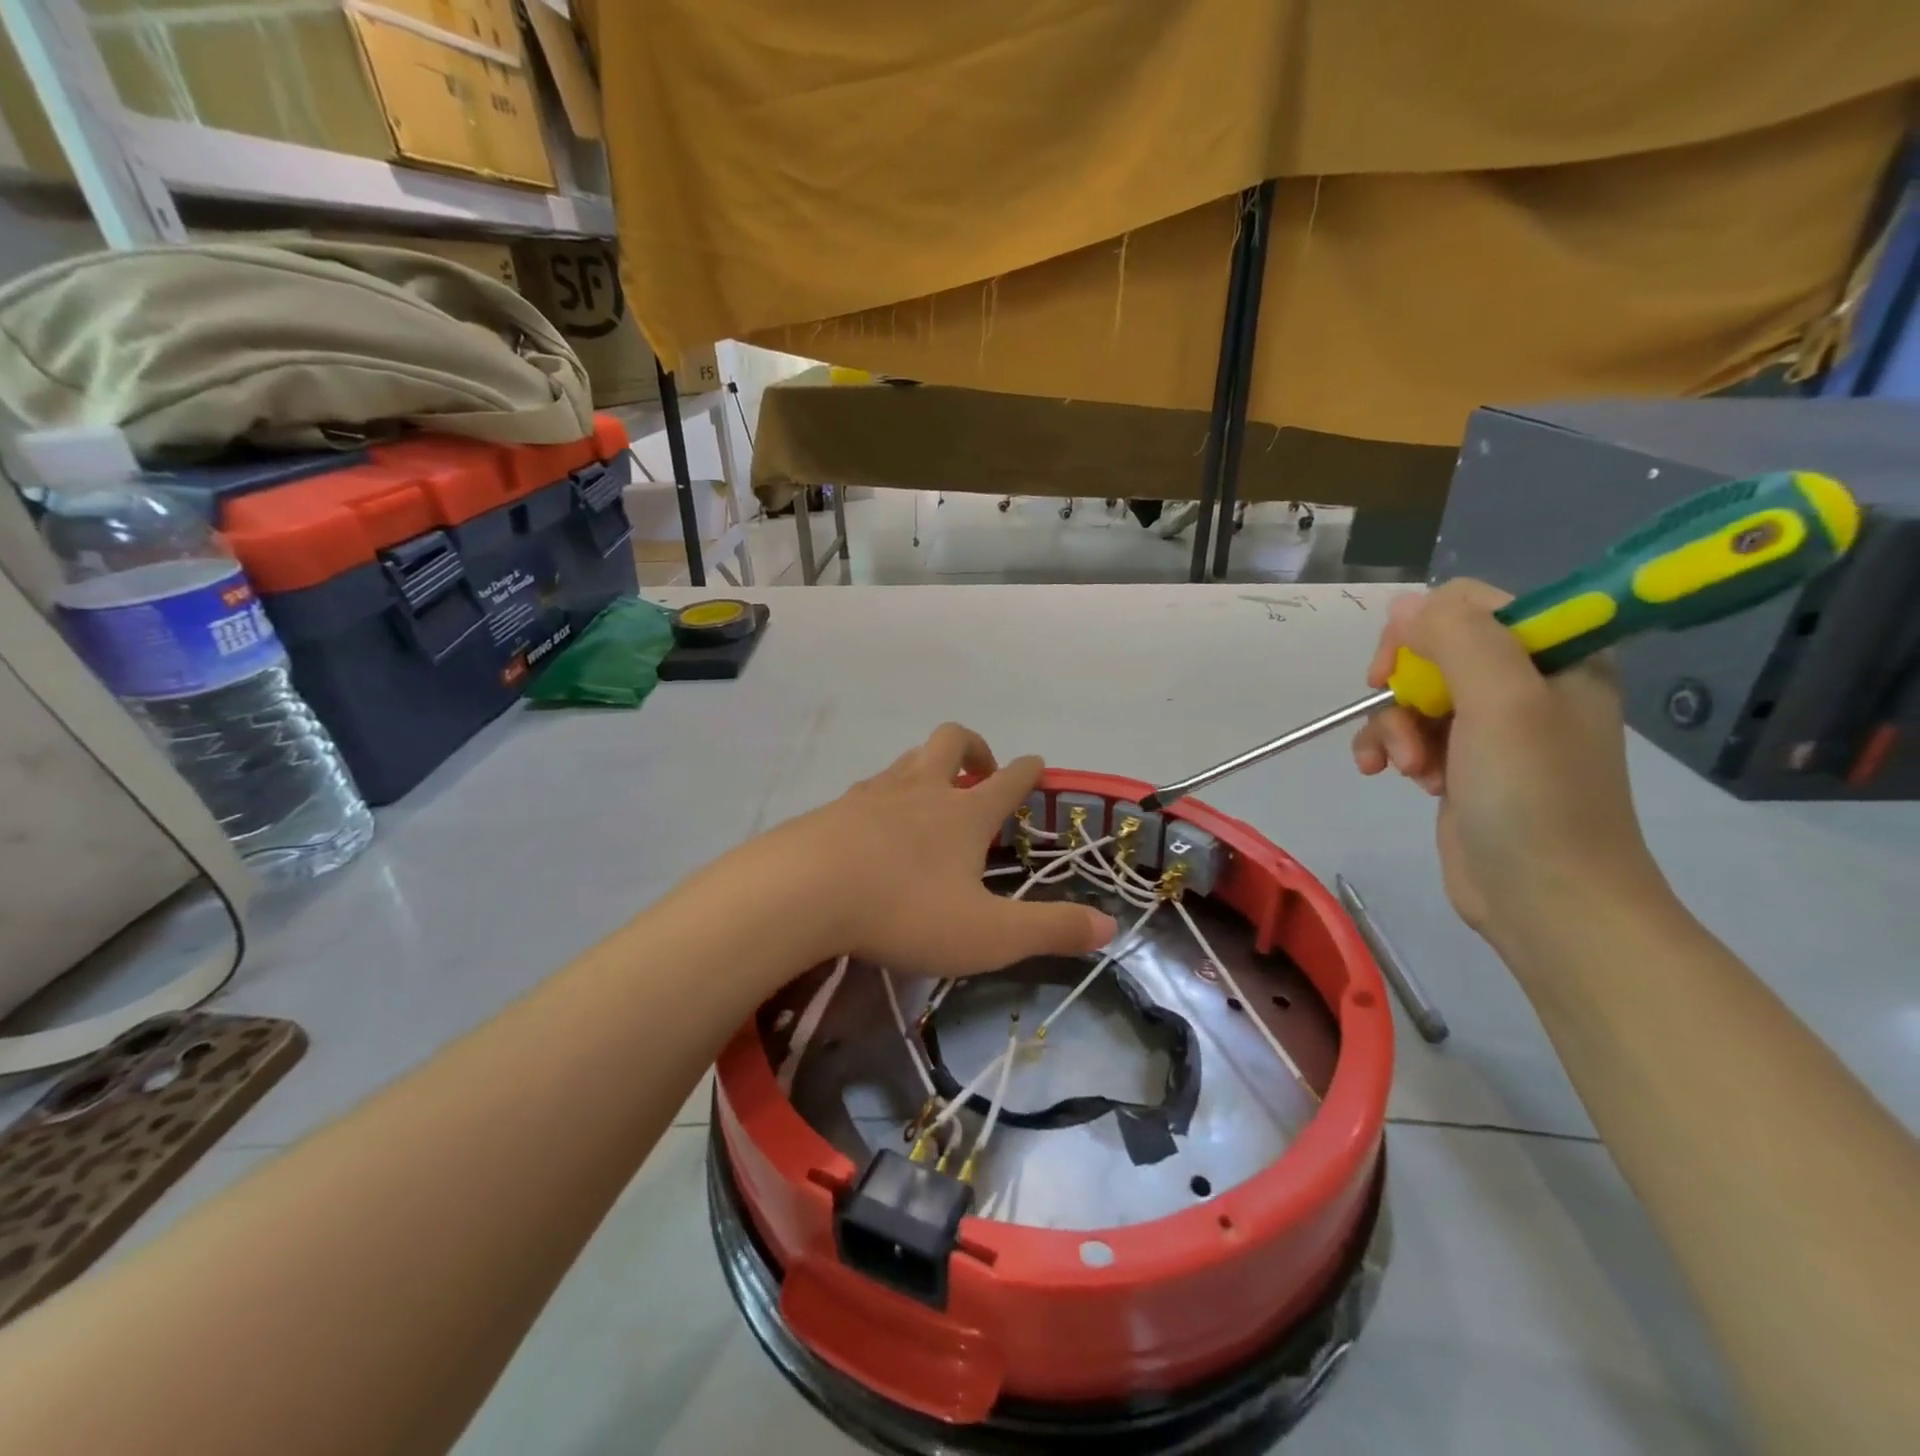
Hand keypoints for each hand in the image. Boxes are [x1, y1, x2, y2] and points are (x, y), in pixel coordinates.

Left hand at [753, 724, 1116, 976]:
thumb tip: (1110, 928)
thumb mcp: (988, 935)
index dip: (1029, 771)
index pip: (1009, 779)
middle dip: (974, 747)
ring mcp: (873, 794)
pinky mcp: (834, 809)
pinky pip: (869, 789)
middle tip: (981, 773)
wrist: (802, 892)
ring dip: (927, 769)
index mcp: (964, 813)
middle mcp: (921, 790)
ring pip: (908, 760)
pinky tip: (876, 829)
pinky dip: (884, 798)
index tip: (1037, 767)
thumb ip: (1050, 931)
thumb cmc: (904, 910)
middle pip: (952, 740)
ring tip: (930, 800)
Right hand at [1350, 581, 1666, 953]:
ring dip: (1393, 727)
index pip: (1470, 604)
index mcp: (1556, 654)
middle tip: (1394, 712)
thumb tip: (1404, 605)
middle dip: (1404, 686)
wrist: (1547, 900)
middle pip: (1433, 649)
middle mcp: (1525, 682)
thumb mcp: (1503, 702)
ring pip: (1413, 695)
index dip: (1424, 628)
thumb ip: (1457, 638)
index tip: (1399, 669)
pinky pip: (1408, 733)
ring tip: (1402, 767)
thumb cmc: (1535, 796)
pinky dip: (1388, 750)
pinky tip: (1383, 775)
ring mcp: (1491, 726)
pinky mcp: (1461, 764)